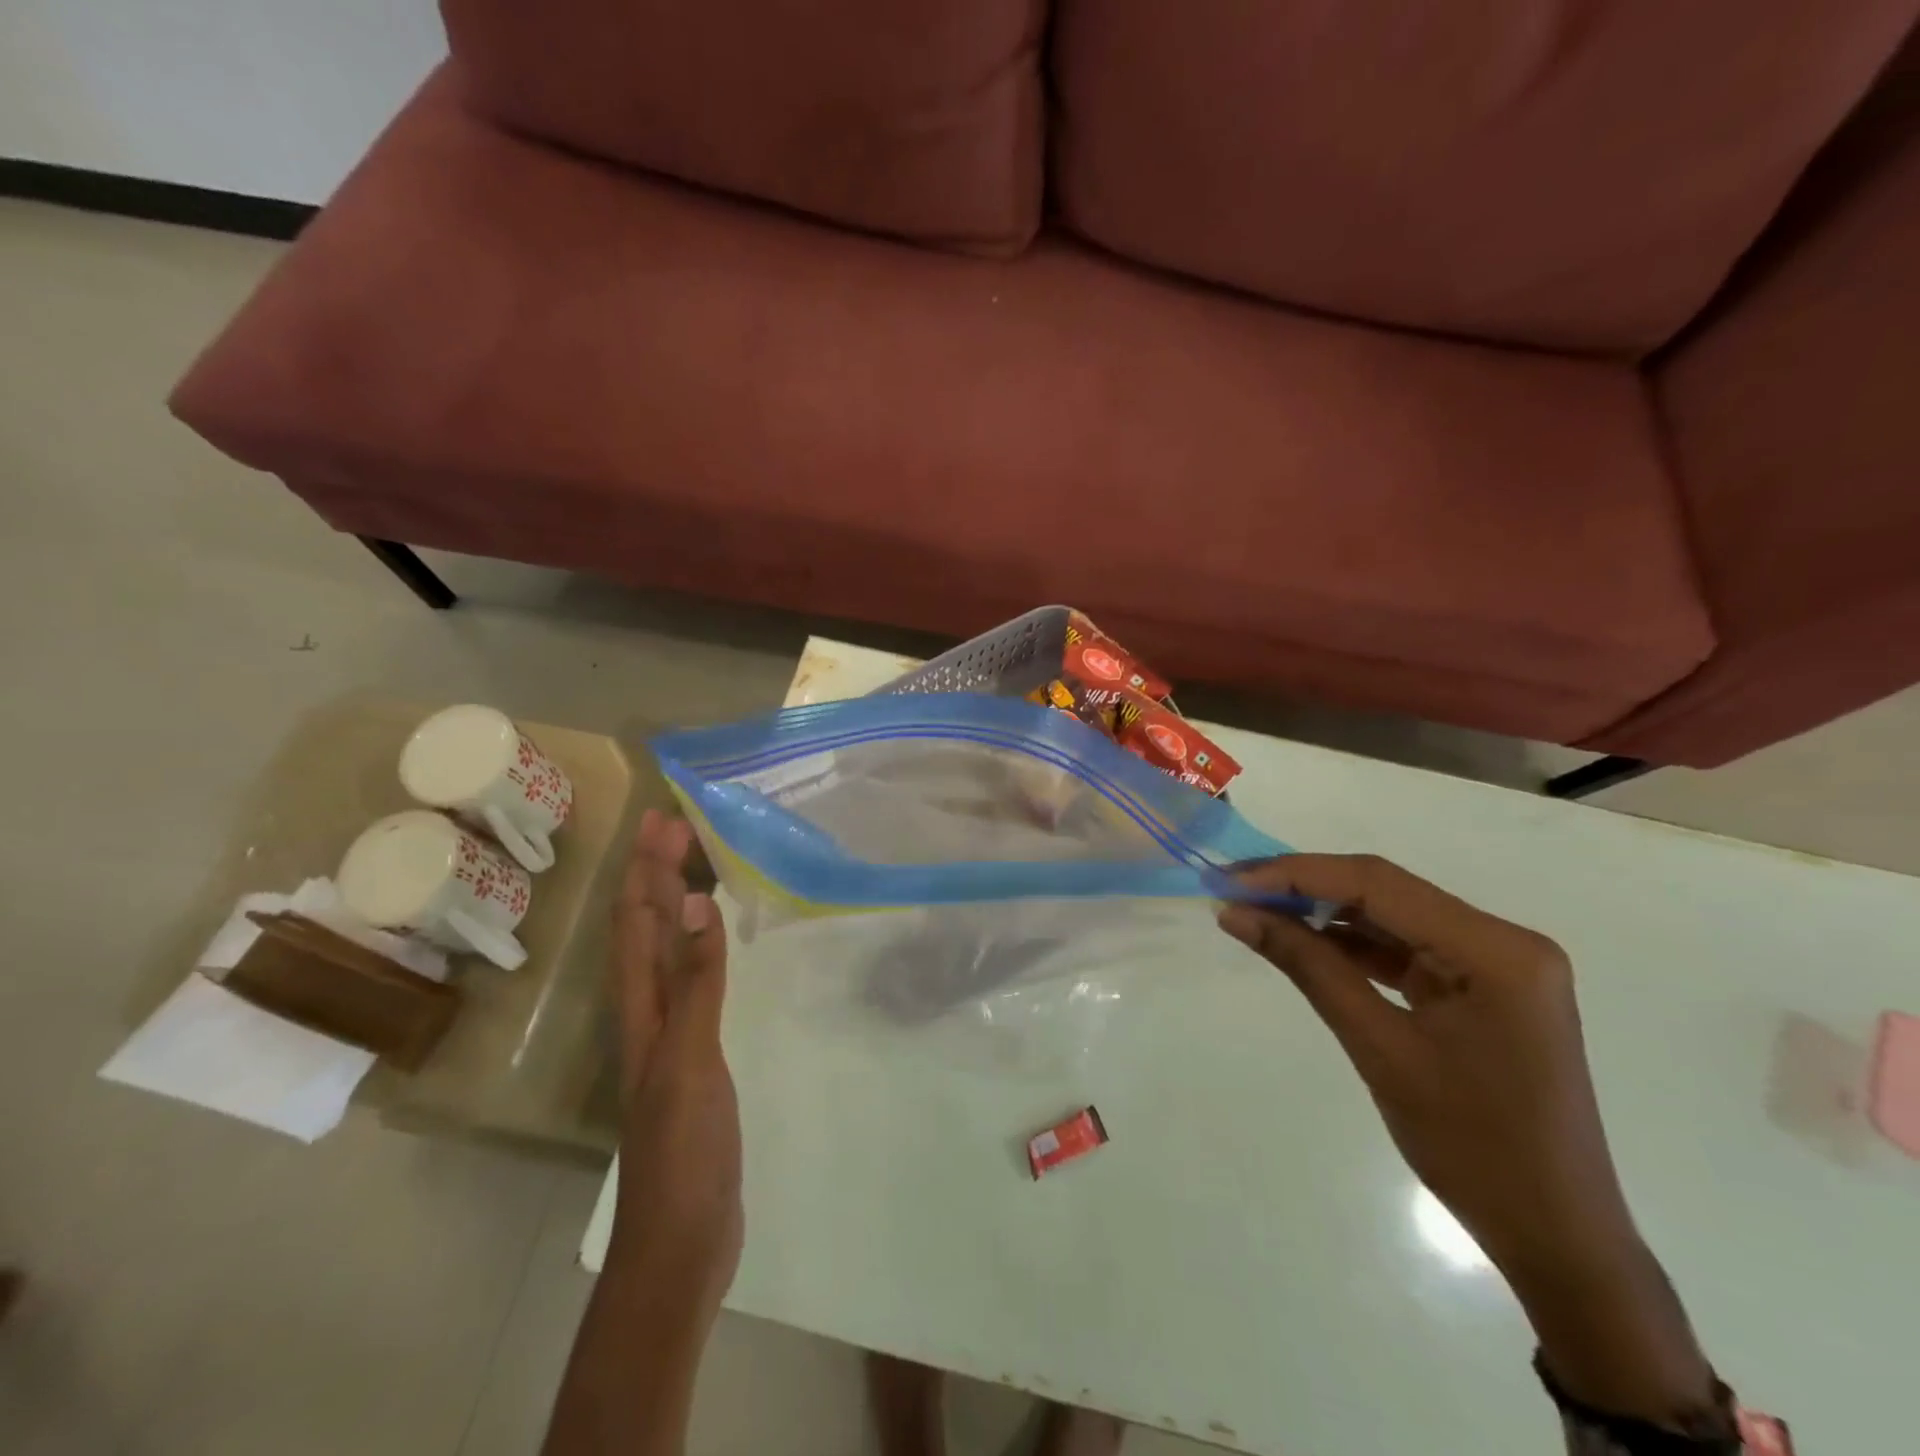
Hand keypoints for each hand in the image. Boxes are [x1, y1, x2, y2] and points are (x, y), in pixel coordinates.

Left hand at [608, 809, 742, 1320]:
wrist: (683, 1236)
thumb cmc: (683, 1148)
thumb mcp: (691, 1060)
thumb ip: (695, 983)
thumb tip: (696, 905)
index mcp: (642, 1007)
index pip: (638, 922)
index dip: (646, 869)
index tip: (661, 818)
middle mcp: (649, 1010)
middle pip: (648, 928)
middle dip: (659, 874)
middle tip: (682, 826)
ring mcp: (672, 1033)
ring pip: (669, 951)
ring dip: (678, 904)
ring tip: (698, 866)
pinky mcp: (696, 1053)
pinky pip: (695, 979)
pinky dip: (704, 946)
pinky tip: (720, 943)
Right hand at [1220, 855, 1717, 1425]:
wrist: (1556, 1237)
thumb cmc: (1474, 1148)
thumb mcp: (1379, 1049)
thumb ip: (1308, 968)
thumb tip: (1237, 914)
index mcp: (1496, 950)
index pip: (1379, 884)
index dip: (1297, 873)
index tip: (1231, 879)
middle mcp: (1503, 940)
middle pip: (1386, 891)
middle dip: (1305, 886)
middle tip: (1234, 889)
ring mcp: (1495, 964)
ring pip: (1391, 916)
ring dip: (1323, 913)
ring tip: (1257, 911)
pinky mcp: (1481, 987)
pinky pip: (1404, 949)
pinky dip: (1351, 945)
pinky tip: (1303, 943)